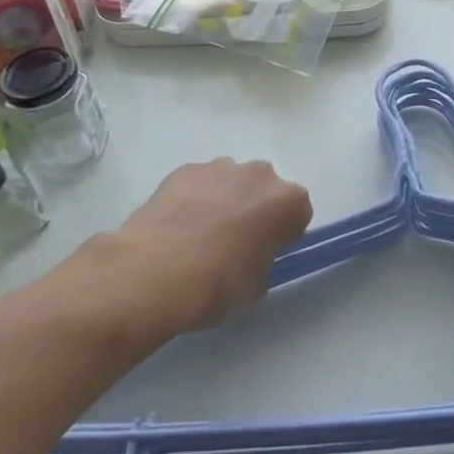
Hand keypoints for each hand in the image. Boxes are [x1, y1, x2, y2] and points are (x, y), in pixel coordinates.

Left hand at [71, 159, 312, 343]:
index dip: (284, 235)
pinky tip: (176, 226)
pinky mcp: (185, 169)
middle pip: (266, 190)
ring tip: (199, 236)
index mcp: (288, 201)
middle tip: (234, 244)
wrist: (155, 272)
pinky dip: (194, 198)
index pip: (298, 213)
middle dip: (255, 211)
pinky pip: (200, 183)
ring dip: (224, 201)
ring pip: (232, 182)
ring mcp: (220, 167)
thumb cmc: (217, 283)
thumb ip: (262, 262)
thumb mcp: (256, 286)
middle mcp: (260, 174)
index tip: (266, 253)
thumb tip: (249, 257)